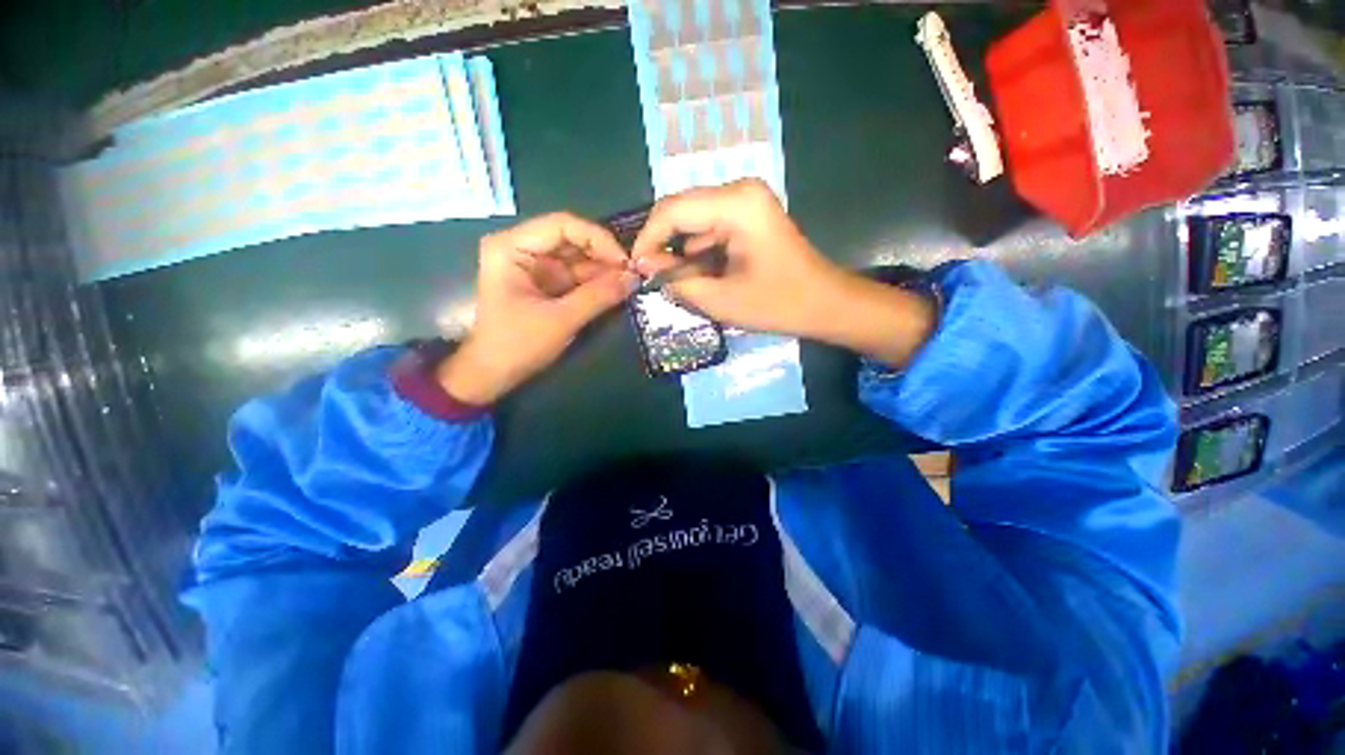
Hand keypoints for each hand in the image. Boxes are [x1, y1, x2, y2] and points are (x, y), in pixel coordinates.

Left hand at [438, 213, 638, 404]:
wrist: (492, 375)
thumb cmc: (517, 345)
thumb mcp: (560, 320)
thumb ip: (598, 296)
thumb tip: (634, 278)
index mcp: (512, 247)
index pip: (562, 225)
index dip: (598, 239)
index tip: (625, 262)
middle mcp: (522, 248)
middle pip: (571, 239)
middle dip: (603, 256)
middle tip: (632, 275)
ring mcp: (534, 266)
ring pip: (577, 258)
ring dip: (603, 270)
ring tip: (629, 284)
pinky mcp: (544, 283)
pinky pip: (575, 275)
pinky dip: (595, 283)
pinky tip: (615, 290)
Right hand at [630, 180, 934, 367]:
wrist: (825, 304)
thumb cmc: (779, 304)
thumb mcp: (721, 299)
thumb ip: (677, 280)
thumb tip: (644, 266)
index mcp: (736, 204)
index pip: (672, 210)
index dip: (647, 239)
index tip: (635, 268)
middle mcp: (739, 190)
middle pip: (682, 210)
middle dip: (662, 244)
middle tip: (651, 277)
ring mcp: (746, 200)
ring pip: (693, 219)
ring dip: (680, 250)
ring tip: (676, 281)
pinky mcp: (749, 214)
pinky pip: (709, 226)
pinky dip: (698, 250)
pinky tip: (700, 273)